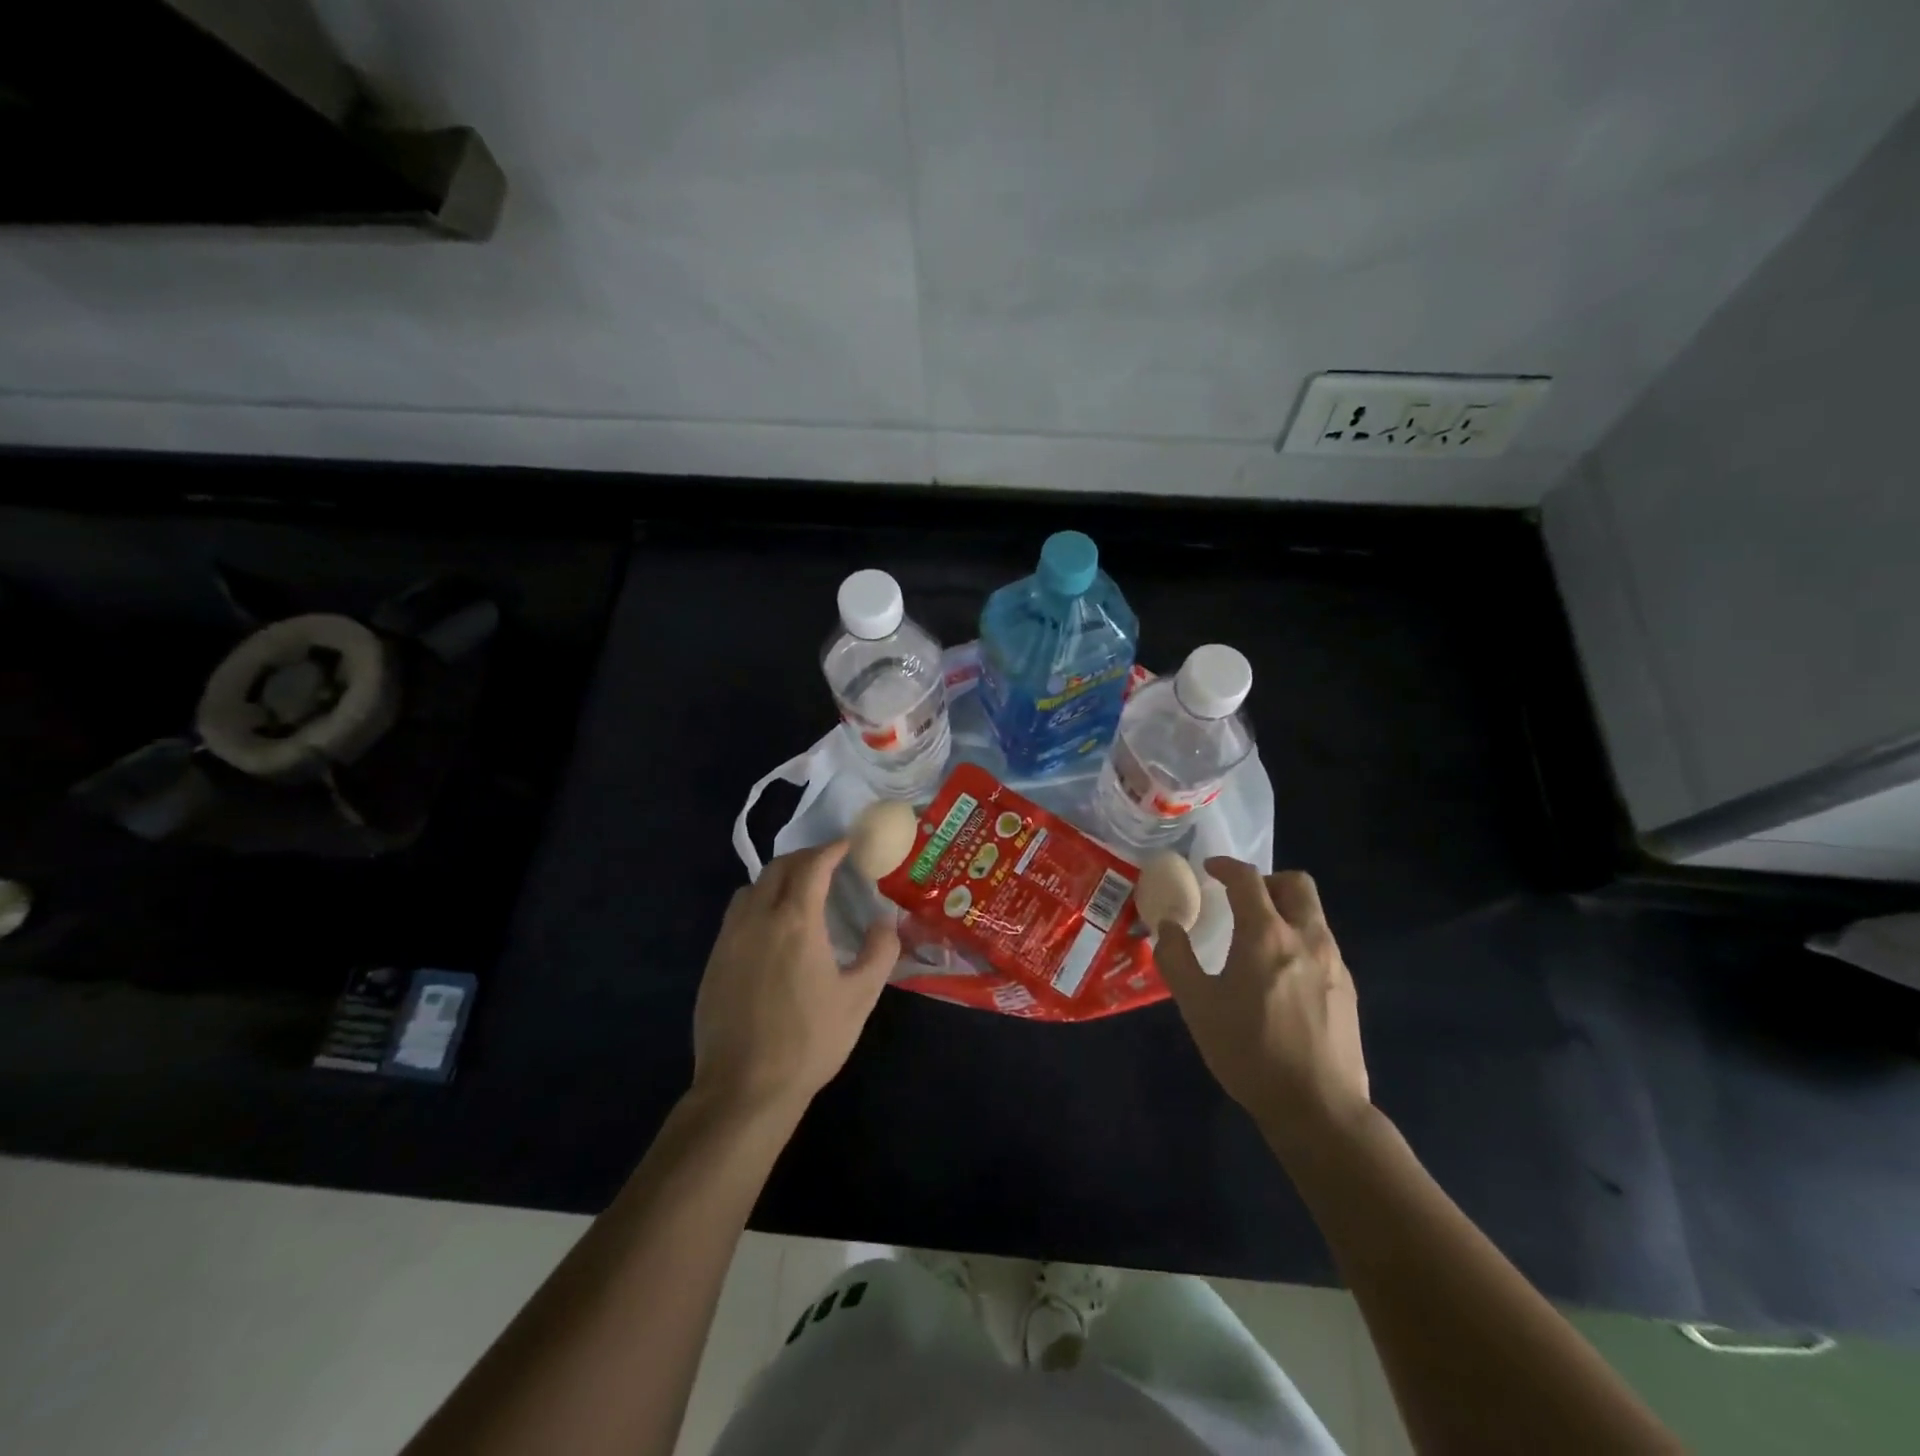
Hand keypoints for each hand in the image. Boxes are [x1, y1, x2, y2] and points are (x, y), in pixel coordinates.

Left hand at [691, 840, 898, 1118]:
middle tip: (828, 864)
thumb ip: (879, 952)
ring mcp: (729, 939)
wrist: (744, 1088)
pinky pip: (736, 915)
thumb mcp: (859, 997)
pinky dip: (758, 904)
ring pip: (751, 888)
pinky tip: (772, 931)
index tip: (848, 844)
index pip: (813, 866)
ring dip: (777, 879)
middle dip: (804, 858)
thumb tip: (886, 924)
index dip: (832, 849)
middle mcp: (757, 918)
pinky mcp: (713, 961)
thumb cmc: (809, 1040)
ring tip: (799, 893)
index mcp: (795, 921)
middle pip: (777, 868)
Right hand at [1154, 859, 1370, 1149]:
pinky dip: (1299, 941)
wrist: (1318, 1108)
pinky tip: (1280, 978)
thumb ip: (1177, 959)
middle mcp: (1306, 938)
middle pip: (1296, 884)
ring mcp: (1334, 963)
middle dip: (1267, 881)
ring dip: (1284, 911)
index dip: (1226, 867)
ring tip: (1258, 940)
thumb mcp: (1197, 1005)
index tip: (1210, 870)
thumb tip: (1168, 927)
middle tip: (1242, 899)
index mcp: (1266, 935)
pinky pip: (1322, 945)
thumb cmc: (1249, 1051)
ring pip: (1313, 914)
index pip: (1248, 879)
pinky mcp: (1347, 989)